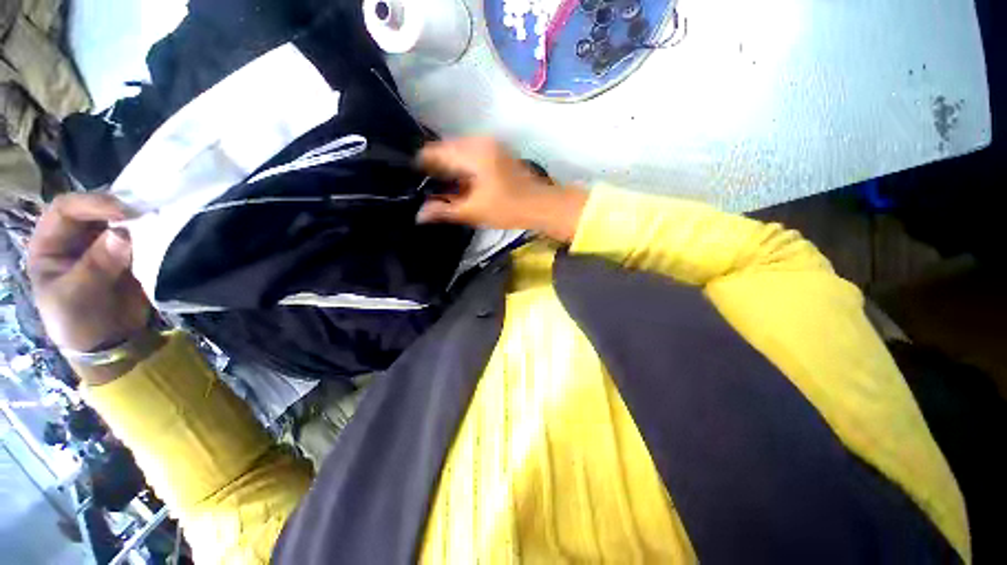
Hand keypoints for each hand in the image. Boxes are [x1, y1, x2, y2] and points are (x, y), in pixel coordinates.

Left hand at [28, 194, 151, 352]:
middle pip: (94, 209)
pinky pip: (138, 236)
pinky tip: (162, 232)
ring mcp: (102, 244)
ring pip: (118, 220)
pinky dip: (150, 232)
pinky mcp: (127, 254)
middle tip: (145, 212)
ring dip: (137, 219)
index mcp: (50, 243)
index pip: (65, 209)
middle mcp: (75, 237)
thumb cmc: (78, 322)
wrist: (109, 343)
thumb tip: (123, 234)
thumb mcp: (78, 295)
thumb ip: (96, 264)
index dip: (91, 205)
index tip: (123, 213)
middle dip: (118, 207)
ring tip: (157, 219)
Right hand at [417, 138, 586, 241]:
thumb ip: (444, 211)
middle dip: (435, 169)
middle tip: (429, 190)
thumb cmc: (508, 208)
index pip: (433, 151)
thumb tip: (419, 215)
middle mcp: (478, 141)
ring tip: (444, 189)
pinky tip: (461, 184)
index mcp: (471, 152)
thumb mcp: (474, 211)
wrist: (541, 205)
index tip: (414, 184)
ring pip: (457, 151)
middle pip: (444, 149)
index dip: (420, 167)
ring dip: (449, 168)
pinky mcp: (496, 150)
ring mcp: (489, 144)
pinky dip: (462, 167)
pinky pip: (470, 153)